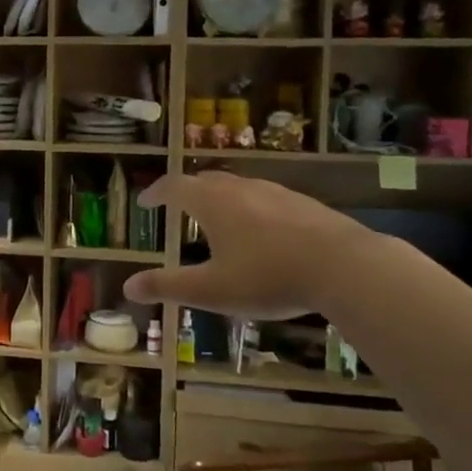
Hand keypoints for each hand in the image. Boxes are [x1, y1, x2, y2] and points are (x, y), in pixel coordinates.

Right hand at [121, 173, 374, 318]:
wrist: (343, 266)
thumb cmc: (267, 277)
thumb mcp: (211, 290)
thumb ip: (168, 287)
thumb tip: (128, 286)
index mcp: (212, 203)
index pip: (174, 186)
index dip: (156, 192)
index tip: (145, 202)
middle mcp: (241, 189)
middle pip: (206, 180)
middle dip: (187, 191)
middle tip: (177, 205)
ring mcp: (276, 193)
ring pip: (239, 187)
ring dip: (220, 197)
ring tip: (217, 218)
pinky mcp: (304, 204)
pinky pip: (266, 198)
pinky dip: (250, 208)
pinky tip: (262, 231)